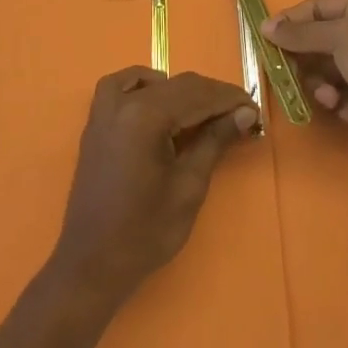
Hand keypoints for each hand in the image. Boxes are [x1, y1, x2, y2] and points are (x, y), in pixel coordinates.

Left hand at [51, 67, 258, 304]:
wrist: (93, 263)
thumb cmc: (145, 231)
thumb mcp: (189, 186)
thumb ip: (215, 141)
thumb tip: (244, 113)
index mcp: (145, 116)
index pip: (197, 94)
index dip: (229, 99)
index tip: (255, 111)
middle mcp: (122, 103)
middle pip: (177, 85)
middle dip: (211, 97)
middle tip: (240, 115)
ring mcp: (104, 111)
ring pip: (151, 83)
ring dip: (182, 91)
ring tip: (206, 113)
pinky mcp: (96, 124)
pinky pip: (121, 87)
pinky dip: (144, 86)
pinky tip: (161, 101)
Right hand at [263, 0, 347, 175]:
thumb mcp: (341, 39)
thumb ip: (302, 33)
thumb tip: (266, 26)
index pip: (318, 7)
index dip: (290, 21)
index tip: (264, 39)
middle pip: (320, 39)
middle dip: (307, 60)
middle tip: (292, 75)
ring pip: (328, 69)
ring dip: (322, 85)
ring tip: (330, 99)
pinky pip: (342, 92)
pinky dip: (339, 101)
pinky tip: (346, 112)